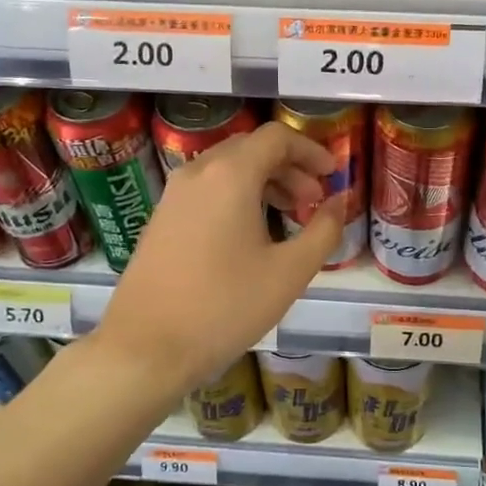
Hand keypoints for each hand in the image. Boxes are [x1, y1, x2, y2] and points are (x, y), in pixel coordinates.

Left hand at [96, 121, 342, 392]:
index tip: (332, 174)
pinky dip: (237, 195)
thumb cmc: (224, 307)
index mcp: (230, 175)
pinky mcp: (161, 217)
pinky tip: (251, 234)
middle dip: (290, 167)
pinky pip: (207, 188)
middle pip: (251, 148)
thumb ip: (324, 230)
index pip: (277, 137)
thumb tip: (341, 201)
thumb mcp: (289, 272)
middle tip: (314, 201)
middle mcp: (198, 172)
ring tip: (289, 217)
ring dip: (264, 181)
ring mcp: (174, 194)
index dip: (311, 150)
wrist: (145, 348)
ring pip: (227, 168)